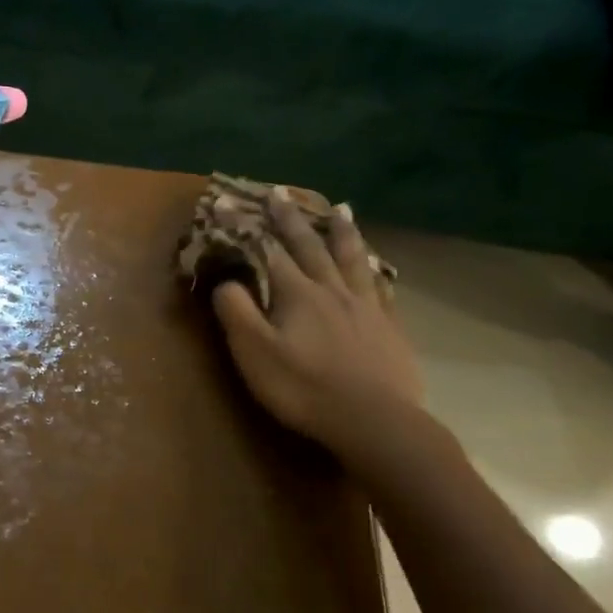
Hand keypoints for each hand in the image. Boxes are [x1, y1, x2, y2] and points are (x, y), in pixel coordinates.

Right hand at [211, 200, 422, 455]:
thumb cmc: (303, 388)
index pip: (264, 251)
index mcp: (297, 294)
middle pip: (309, 246)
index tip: (224, 201)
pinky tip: (375, 263)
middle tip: (280, 191)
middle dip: (290, 218)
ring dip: (341, 232)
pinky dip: (373, 267)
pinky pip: (379, 286)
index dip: (243, 226)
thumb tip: (226, 280)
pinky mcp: (388, 327)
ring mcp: (365, 306)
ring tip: (340, 208)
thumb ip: (237, 312)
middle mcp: (331, 290)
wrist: (373, 420)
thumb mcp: (254, 352)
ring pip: (351, 258)